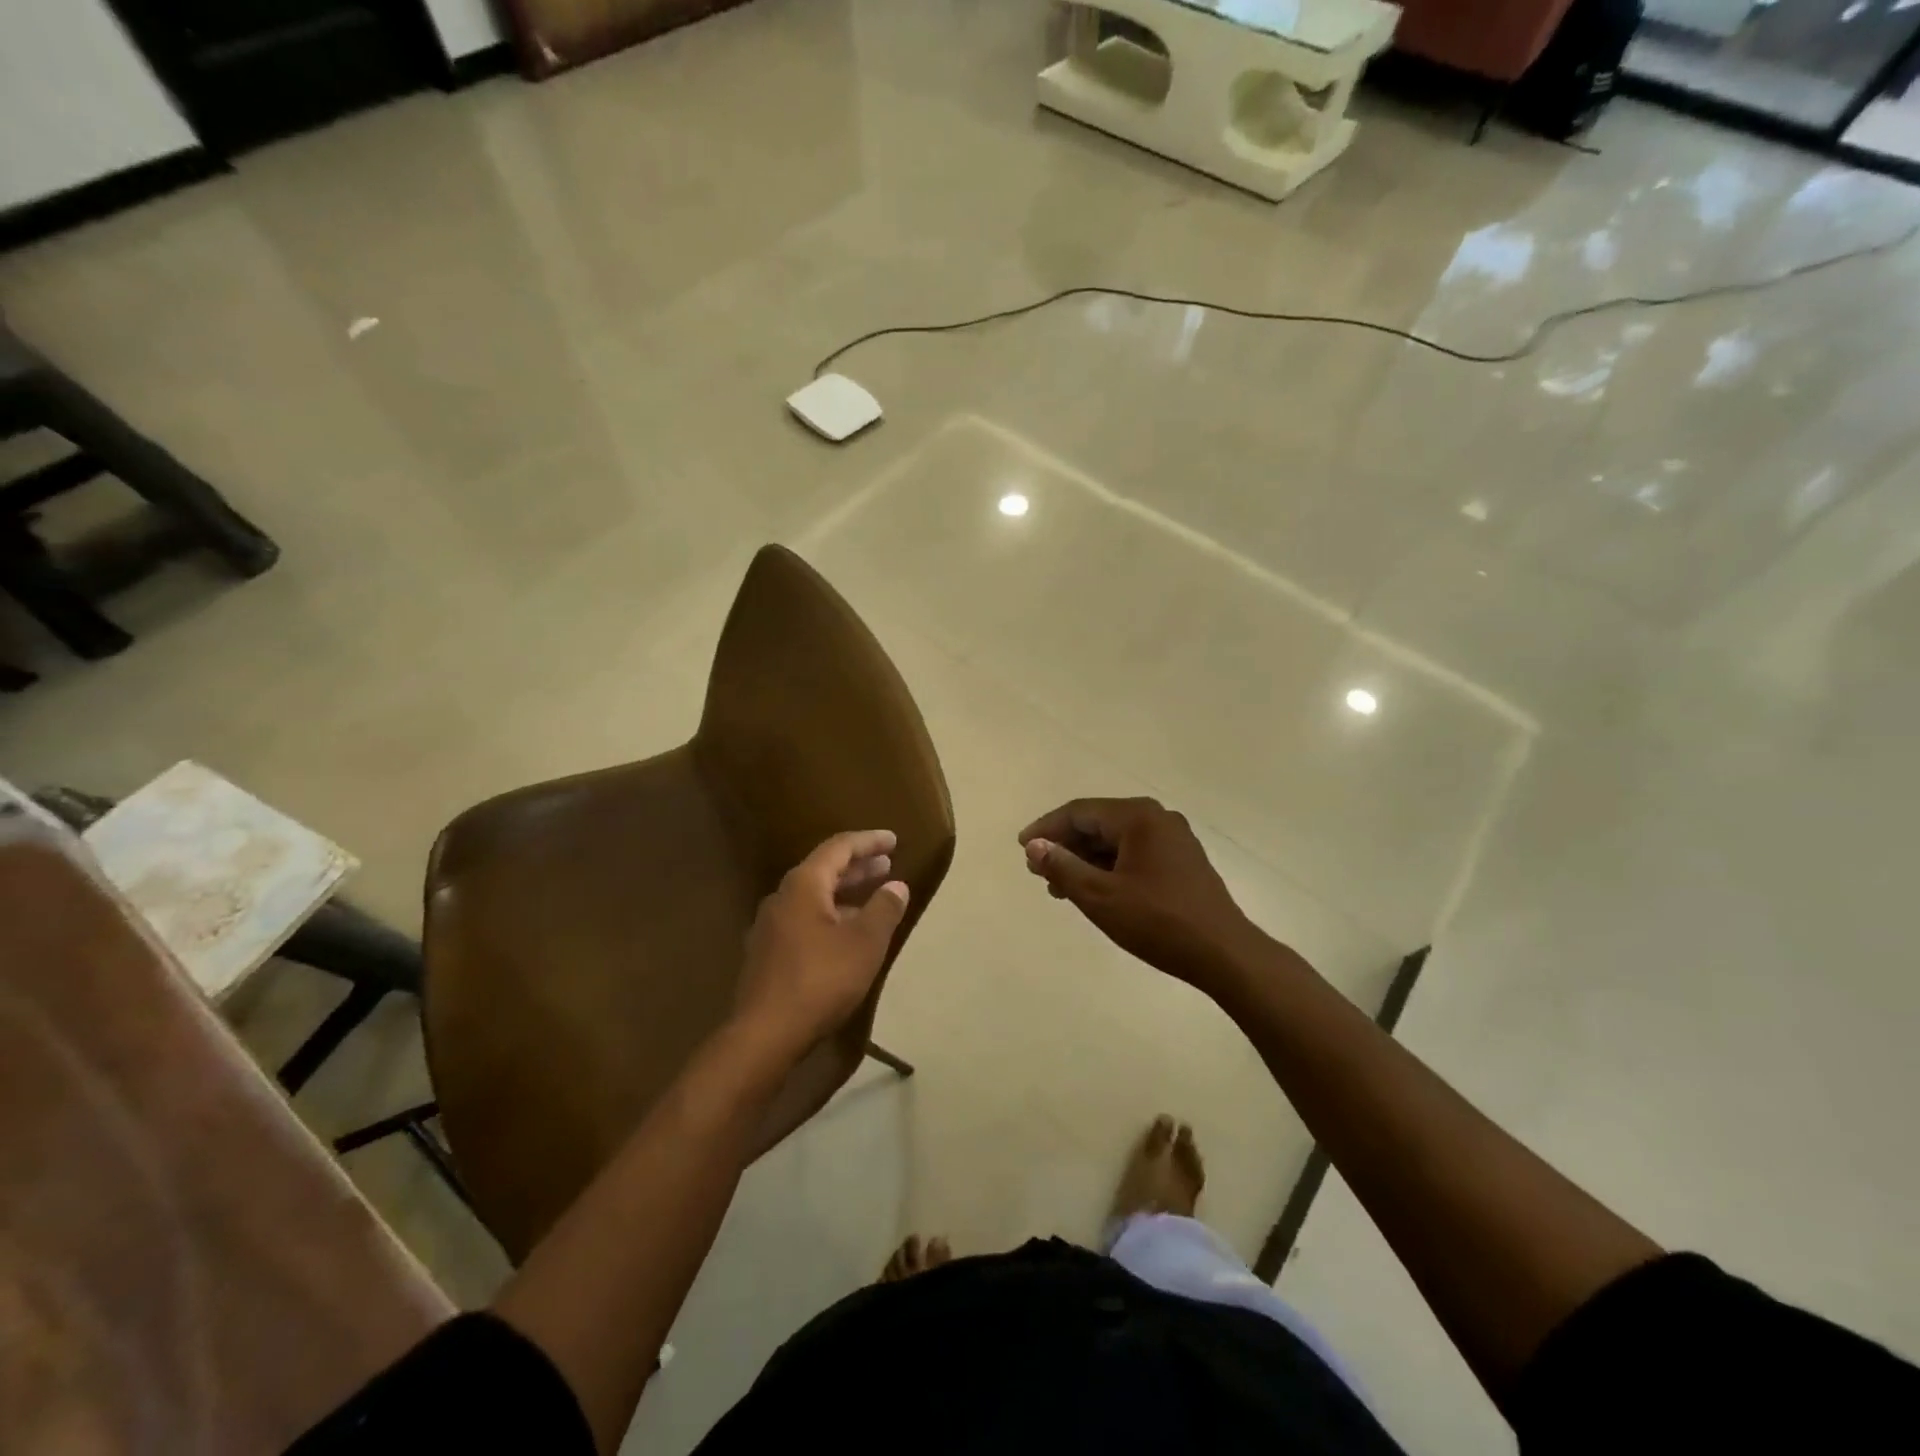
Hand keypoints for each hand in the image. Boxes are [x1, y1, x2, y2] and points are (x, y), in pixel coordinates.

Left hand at [735, 830, 910, 1058]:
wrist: (763, 1035)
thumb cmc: (820, 980)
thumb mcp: (864, 943)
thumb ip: (884, 909)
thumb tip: (896, 886)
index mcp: (803, 885)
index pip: (838, 848)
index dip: (868, 842)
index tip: (893, 840)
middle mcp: (782, 897)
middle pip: (823, 870)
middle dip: (858, 866)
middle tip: (887, 865)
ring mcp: (770, 927)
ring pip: (813, 897)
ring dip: (845, 893)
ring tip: (873, 897)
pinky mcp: (767, 953)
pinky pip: (804, 919)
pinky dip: (830, 915)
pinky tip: (846, 933)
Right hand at [1019, 798, 1263, 990]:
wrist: (1224, 953)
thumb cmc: (1158, 922)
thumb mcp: (1100, 896)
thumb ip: (1062, 866)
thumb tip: (1034, 846)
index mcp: (1138, 817)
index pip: (1080, 812)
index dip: (1047, 829)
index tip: (1022, 849)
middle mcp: (1158, 818)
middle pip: (1098, 823)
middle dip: (1066, 846)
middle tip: (1038, 872)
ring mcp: (1174, 839)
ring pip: (1116, 840)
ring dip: (1085, 860)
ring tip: (1060, 887)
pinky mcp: (1182, 861)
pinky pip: (1134, 853)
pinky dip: (1109, 867)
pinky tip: (1094, 890)